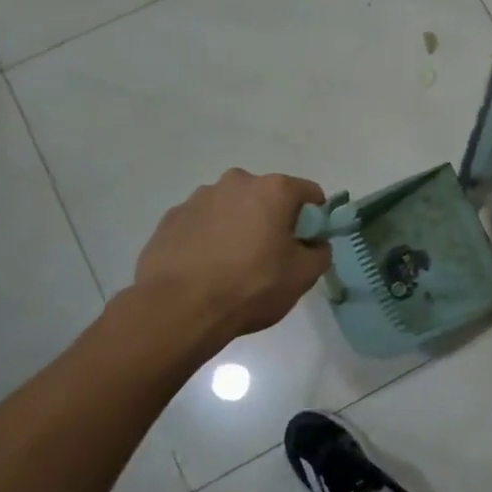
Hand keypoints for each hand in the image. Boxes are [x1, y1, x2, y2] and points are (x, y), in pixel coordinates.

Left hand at [131, 170, 328, 347]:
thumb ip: (320, 252)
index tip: (308, 242)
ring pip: (232, 208)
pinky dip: (210, 238)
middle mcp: (236, 182)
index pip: (309, 193)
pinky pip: (202, 223)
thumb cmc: (251, 286)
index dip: (315, 218)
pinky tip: (207, 268)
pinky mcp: (171, 218)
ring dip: (239, 226)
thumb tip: (314, 244)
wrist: (178, 309)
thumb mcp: (303, 276)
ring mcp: (198, 198)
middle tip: (271, 255)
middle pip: (267, 197)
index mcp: (273, 190)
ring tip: (234, 265)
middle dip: (273, 219)